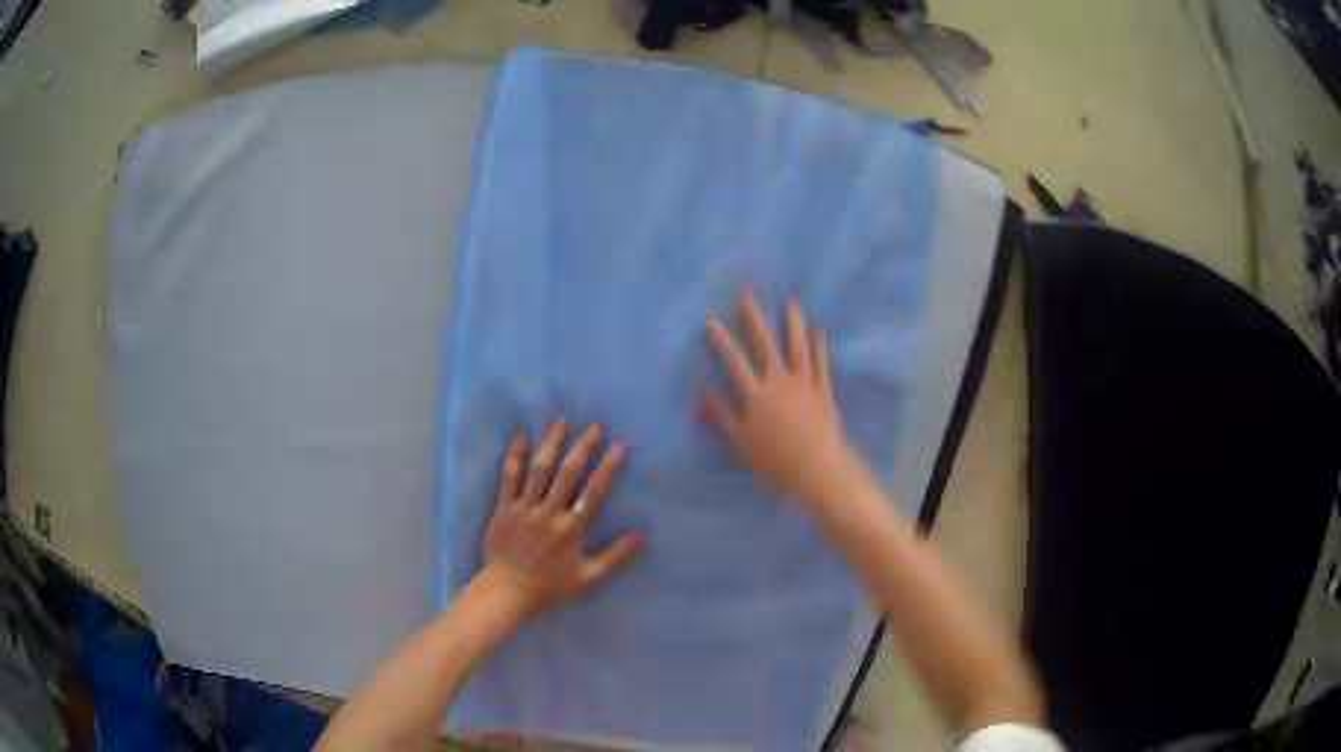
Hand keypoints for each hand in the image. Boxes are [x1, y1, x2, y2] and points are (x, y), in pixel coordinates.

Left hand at [481, 418, 644, 617]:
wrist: (507, 592)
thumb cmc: (549, 587)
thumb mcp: (589, 578)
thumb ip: (615, 556)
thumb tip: (641, 535)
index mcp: (571, 527)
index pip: (594, 491)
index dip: (608, 467)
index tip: (619, 447)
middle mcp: (549, 511)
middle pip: (568, 472)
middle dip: (583, 447)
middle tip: (595, 427)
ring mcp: (524, 507)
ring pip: (539, 469)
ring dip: (552, 443)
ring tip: (562, 421)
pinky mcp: (504, 507)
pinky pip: (509, 477)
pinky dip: (515, 456)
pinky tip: (522, 437)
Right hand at [704, 291, 849, 499]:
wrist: (815, 469)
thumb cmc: (773, 461)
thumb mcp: (738, 442)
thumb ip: (721, 414)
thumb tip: (702, 390)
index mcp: (756, 395)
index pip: (735, 362)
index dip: (723, 342)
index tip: (713, 321)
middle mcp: (779, 383)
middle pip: (765, 345)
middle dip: (755, 318)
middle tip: (748, 294)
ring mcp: (804, 385)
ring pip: (797, 348)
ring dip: (793, 323)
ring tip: (790, 301)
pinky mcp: (824, 393)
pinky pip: (822, 365)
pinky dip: (820, 347)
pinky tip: (819, 330)